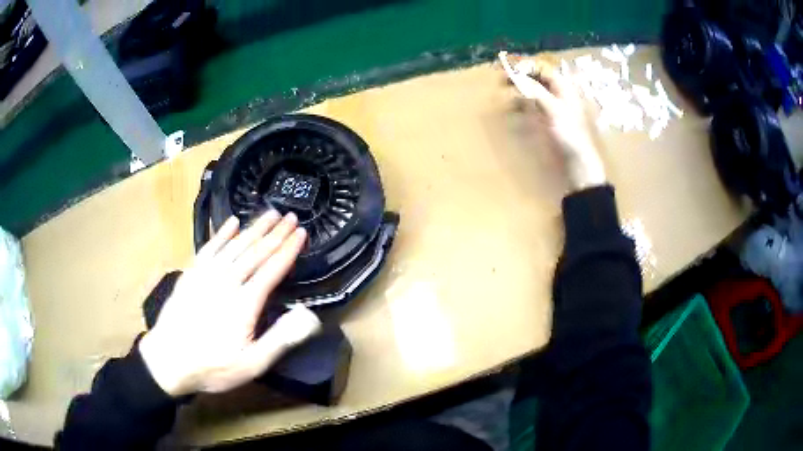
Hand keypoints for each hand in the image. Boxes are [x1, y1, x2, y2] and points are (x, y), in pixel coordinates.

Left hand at [139, 211, 321, 396]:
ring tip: (270, 214)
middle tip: (291, 216)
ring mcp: (205, 275)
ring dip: (253, 228)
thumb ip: (280, 339)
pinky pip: (209, 248)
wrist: (168, 361)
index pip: (271, 270)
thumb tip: (308, 315)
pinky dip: (221, 234)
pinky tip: (231, 223)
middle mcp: (226, 281)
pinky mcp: (190, 274)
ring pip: (234, 245)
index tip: (302, 233)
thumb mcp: (252, 364)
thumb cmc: (212, 367)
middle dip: (275, 233)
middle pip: (254, 252)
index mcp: (244, 303)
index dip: (288, 250)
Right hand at [501, 53, 606, 190]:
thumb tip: (516, 75)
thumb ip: (535, 91)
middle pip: (536, 77)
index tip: (508, 68)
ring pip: (532, 90)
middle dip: (519, 75)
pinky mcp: (546, 120)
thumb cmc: (569, 134)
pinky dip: (520, 103)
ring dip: (518, 87)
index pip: (542, 68)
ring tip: (503, 88)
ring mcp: (551, 106)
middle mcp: (557, 93)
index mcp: (563, 87)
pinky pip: (531, 105)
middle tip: (501, 77)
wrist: (577, 162)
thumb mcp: (553, 109)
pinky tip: (511, 106)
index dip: (525, 66)